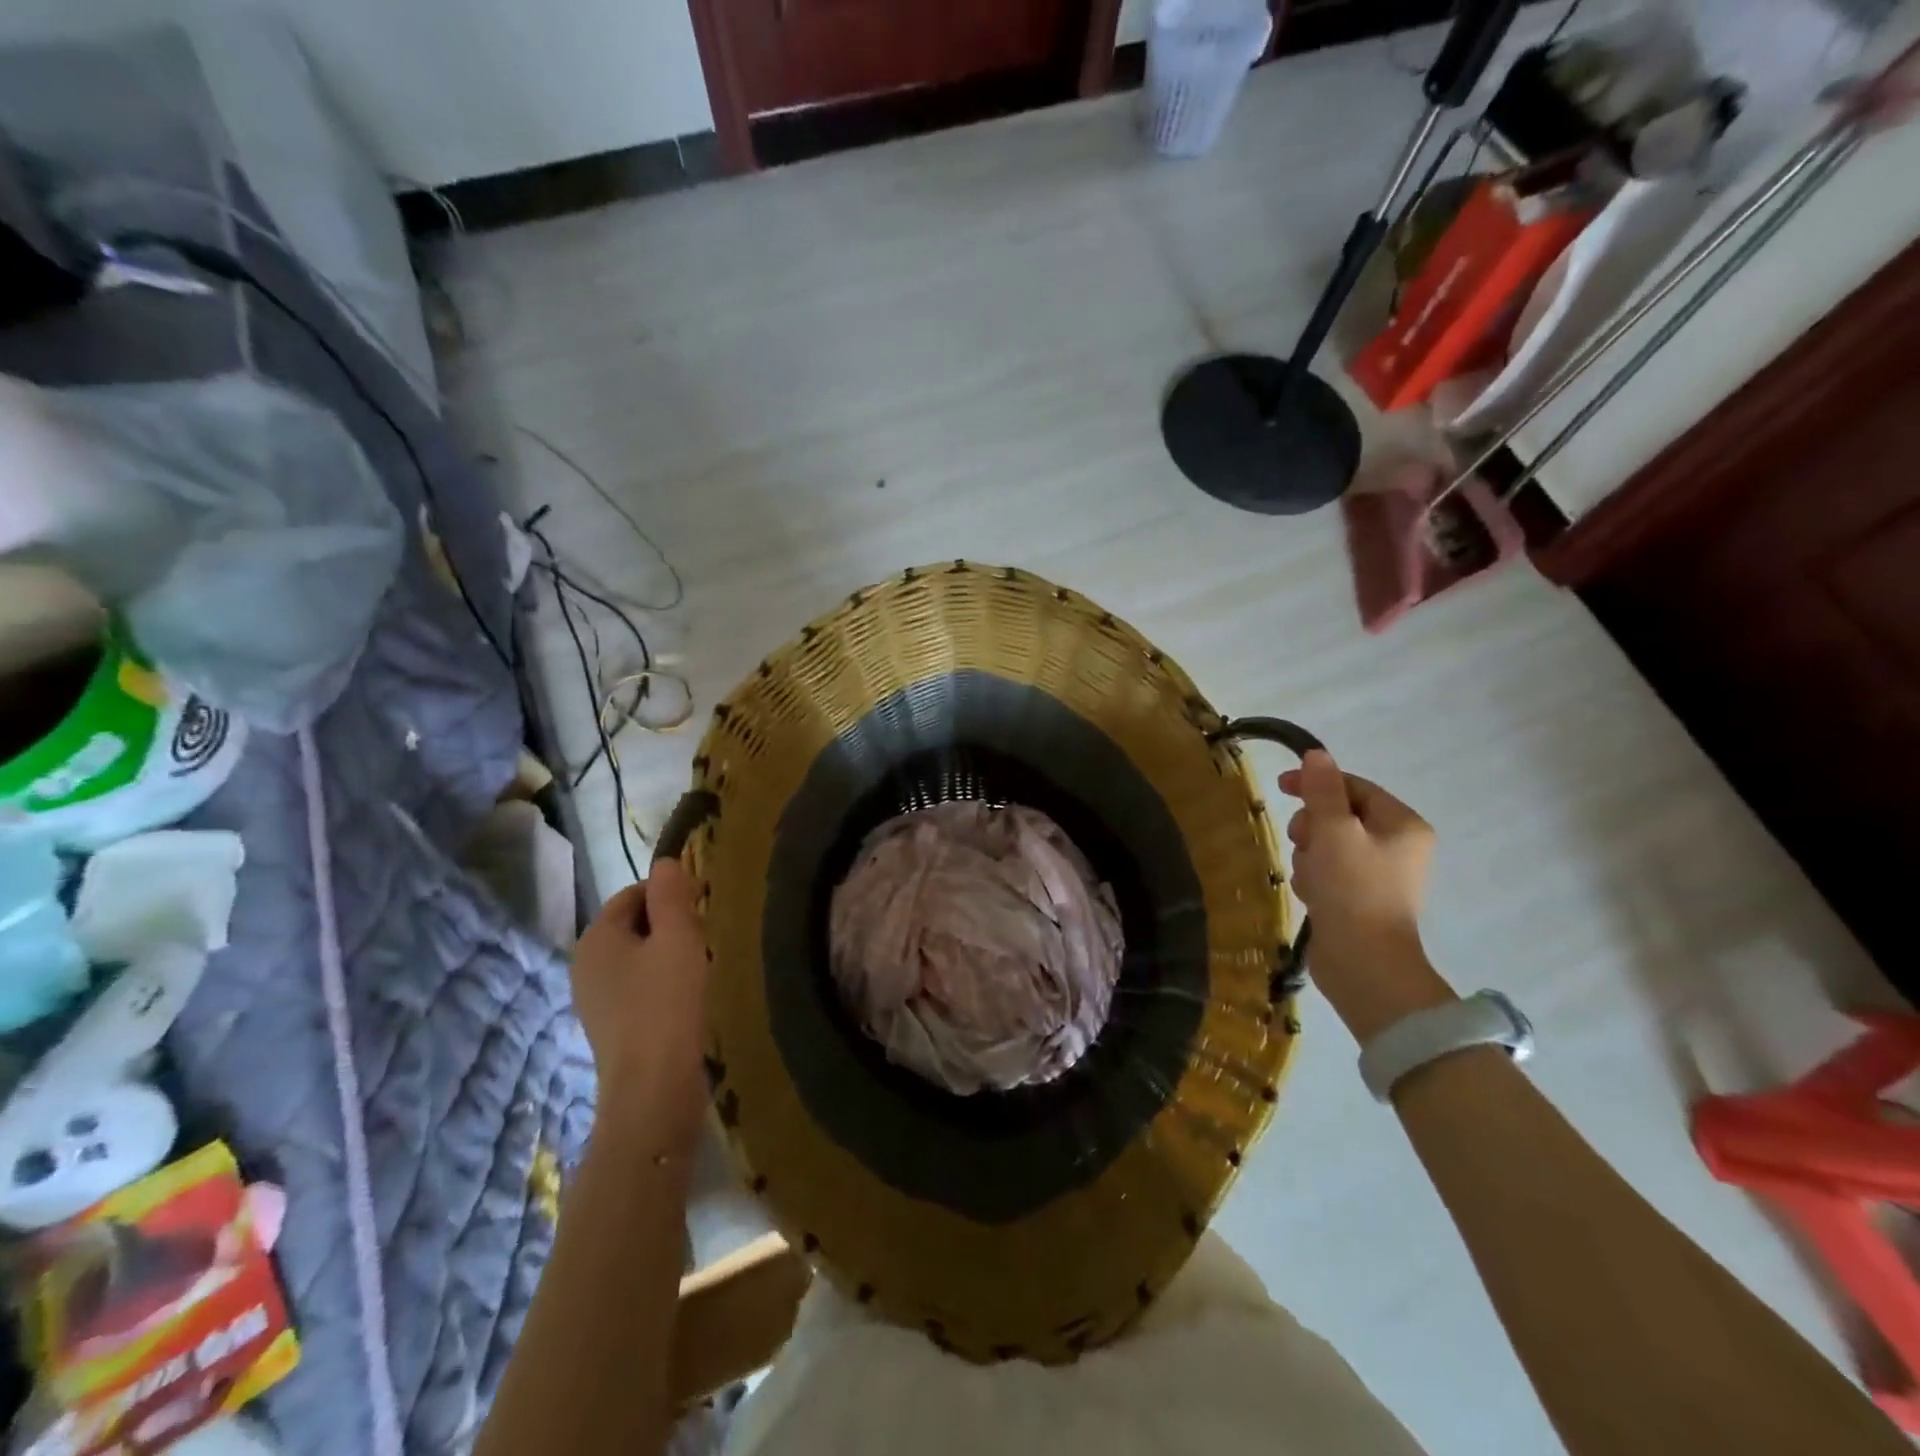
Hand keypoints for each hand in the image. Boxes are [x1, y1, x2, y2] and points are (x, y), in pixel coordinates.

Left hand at [571, 859, 710, 1151]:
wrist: (654, 1090)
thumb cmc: (668, 1003)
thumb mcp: (678, 938)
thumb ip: (671, 895)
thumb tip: (665, 862)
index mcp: (595, 938)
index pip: (631, 894)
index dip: (668, 892)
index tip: (704, 903)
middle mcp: (584, 965)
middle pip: (632, 926)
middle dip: (669, 923)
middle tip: (707, 933)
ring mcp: (594, 1000)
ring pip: (637, 958)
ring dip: (668, 954)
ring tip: (702, 964)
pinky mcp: (610, 1028)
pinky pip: (638, 987)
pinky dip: (662, 982)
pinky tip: (688, 997)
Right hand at [1278, 750, 1451, 1040]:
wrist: (1363, 963)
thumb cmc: (1353, 889)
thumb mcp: (1333, 831)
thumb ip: (1322, 790)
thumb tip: (1316, 754)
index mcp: (1402, 824)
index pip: (1354, 787)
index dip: (1317, 783)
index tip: (1281, 786)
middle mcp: (1396, 846)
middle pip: (1338, 816)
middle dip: (1313, 828)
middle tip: (1304, 844)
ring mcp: (1377, 875)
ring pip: (1327, 845)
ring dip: (1309, 856)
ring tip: (1311, 878)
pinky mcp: (1358, 898)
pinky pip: (1327, 872)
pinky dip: (1314, 878)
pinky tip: (1312, 895)